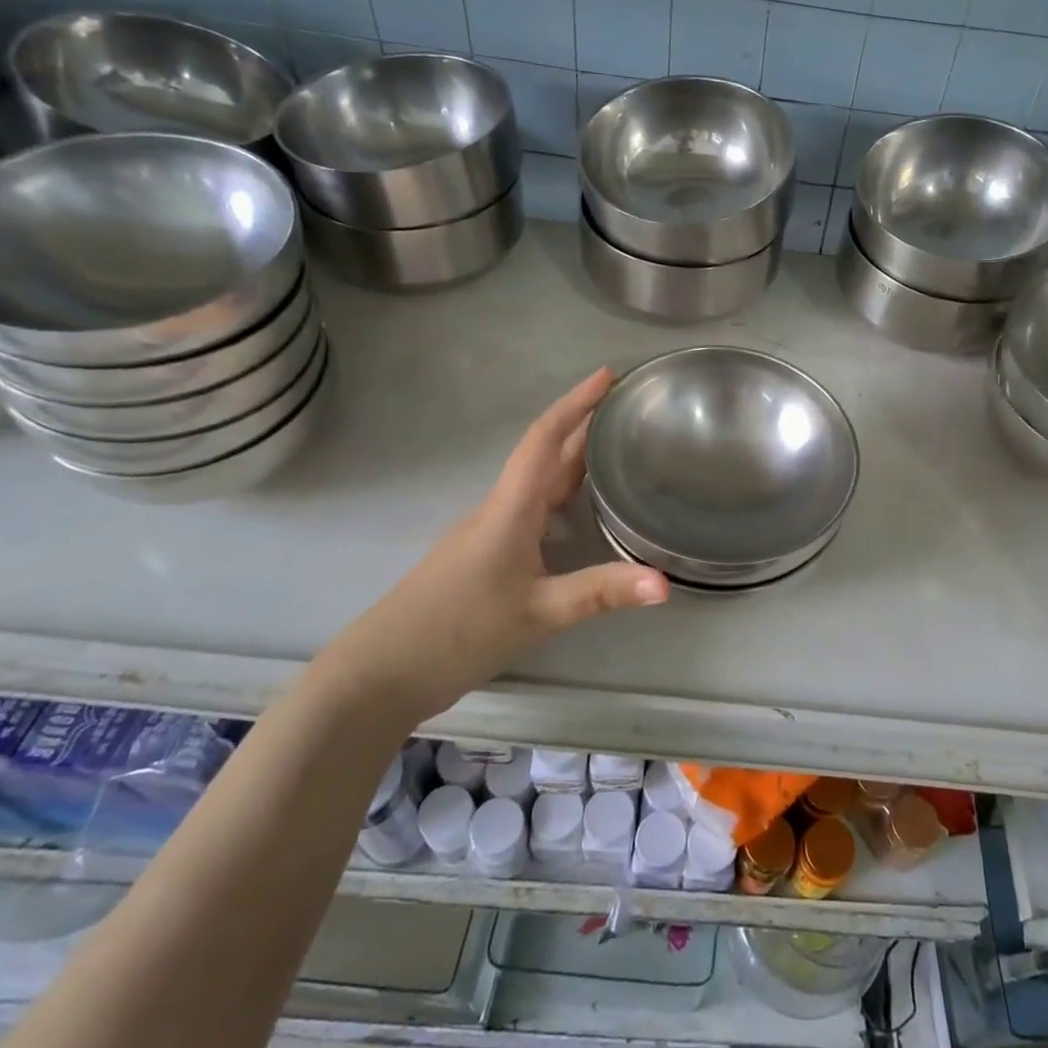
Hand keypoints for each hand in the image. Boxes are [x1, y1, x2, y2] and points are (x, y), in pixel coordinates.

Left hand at [325, 368, 667, 725]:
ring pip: (537, 485)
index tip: (607, 375)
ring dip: (573, 460)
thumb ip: (600, 593)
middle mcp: (500, 511)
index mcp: (510, 508)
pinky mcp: (486, 558)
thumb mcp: (537, 613)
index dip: (576, 403)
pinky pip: (532, 511)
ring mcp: (489, 534)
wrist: (381, 672)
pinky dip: (561, 496)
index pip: (545, 440)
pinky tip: (579, 512)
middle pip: (545, 456)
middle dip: (583, 426)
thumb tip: (666, 583)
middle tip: (626, 408)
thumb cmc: (456, 630)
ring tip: (615, 450)